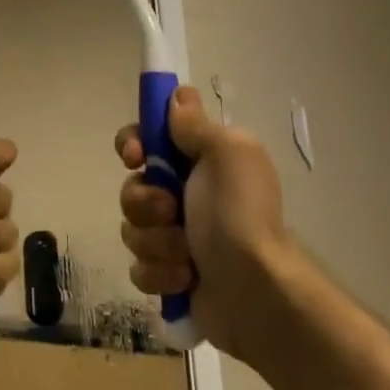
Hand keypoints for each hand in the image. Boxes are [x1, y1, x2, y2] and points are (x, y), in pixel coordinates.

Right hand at [116, 86, 292, 358]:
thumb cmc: (240, 214)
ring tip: (186, 254)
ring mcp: (175, 236)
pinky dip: (161, 273)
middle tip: (171, 211)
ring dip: (157, 241)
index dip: (134, 143)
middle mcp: (185, 194)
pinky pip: (140, 267)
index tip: (136, 155)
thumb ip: (195, 124)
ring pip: (133, 228)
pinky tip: (186, 278)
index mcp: (199, 161)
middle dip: (145, 202)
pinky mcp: (169, 274)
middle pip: (133, 186)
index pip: (148, 137)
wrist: (257, 291)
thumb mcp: (226, 153)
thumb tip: (178, 98)